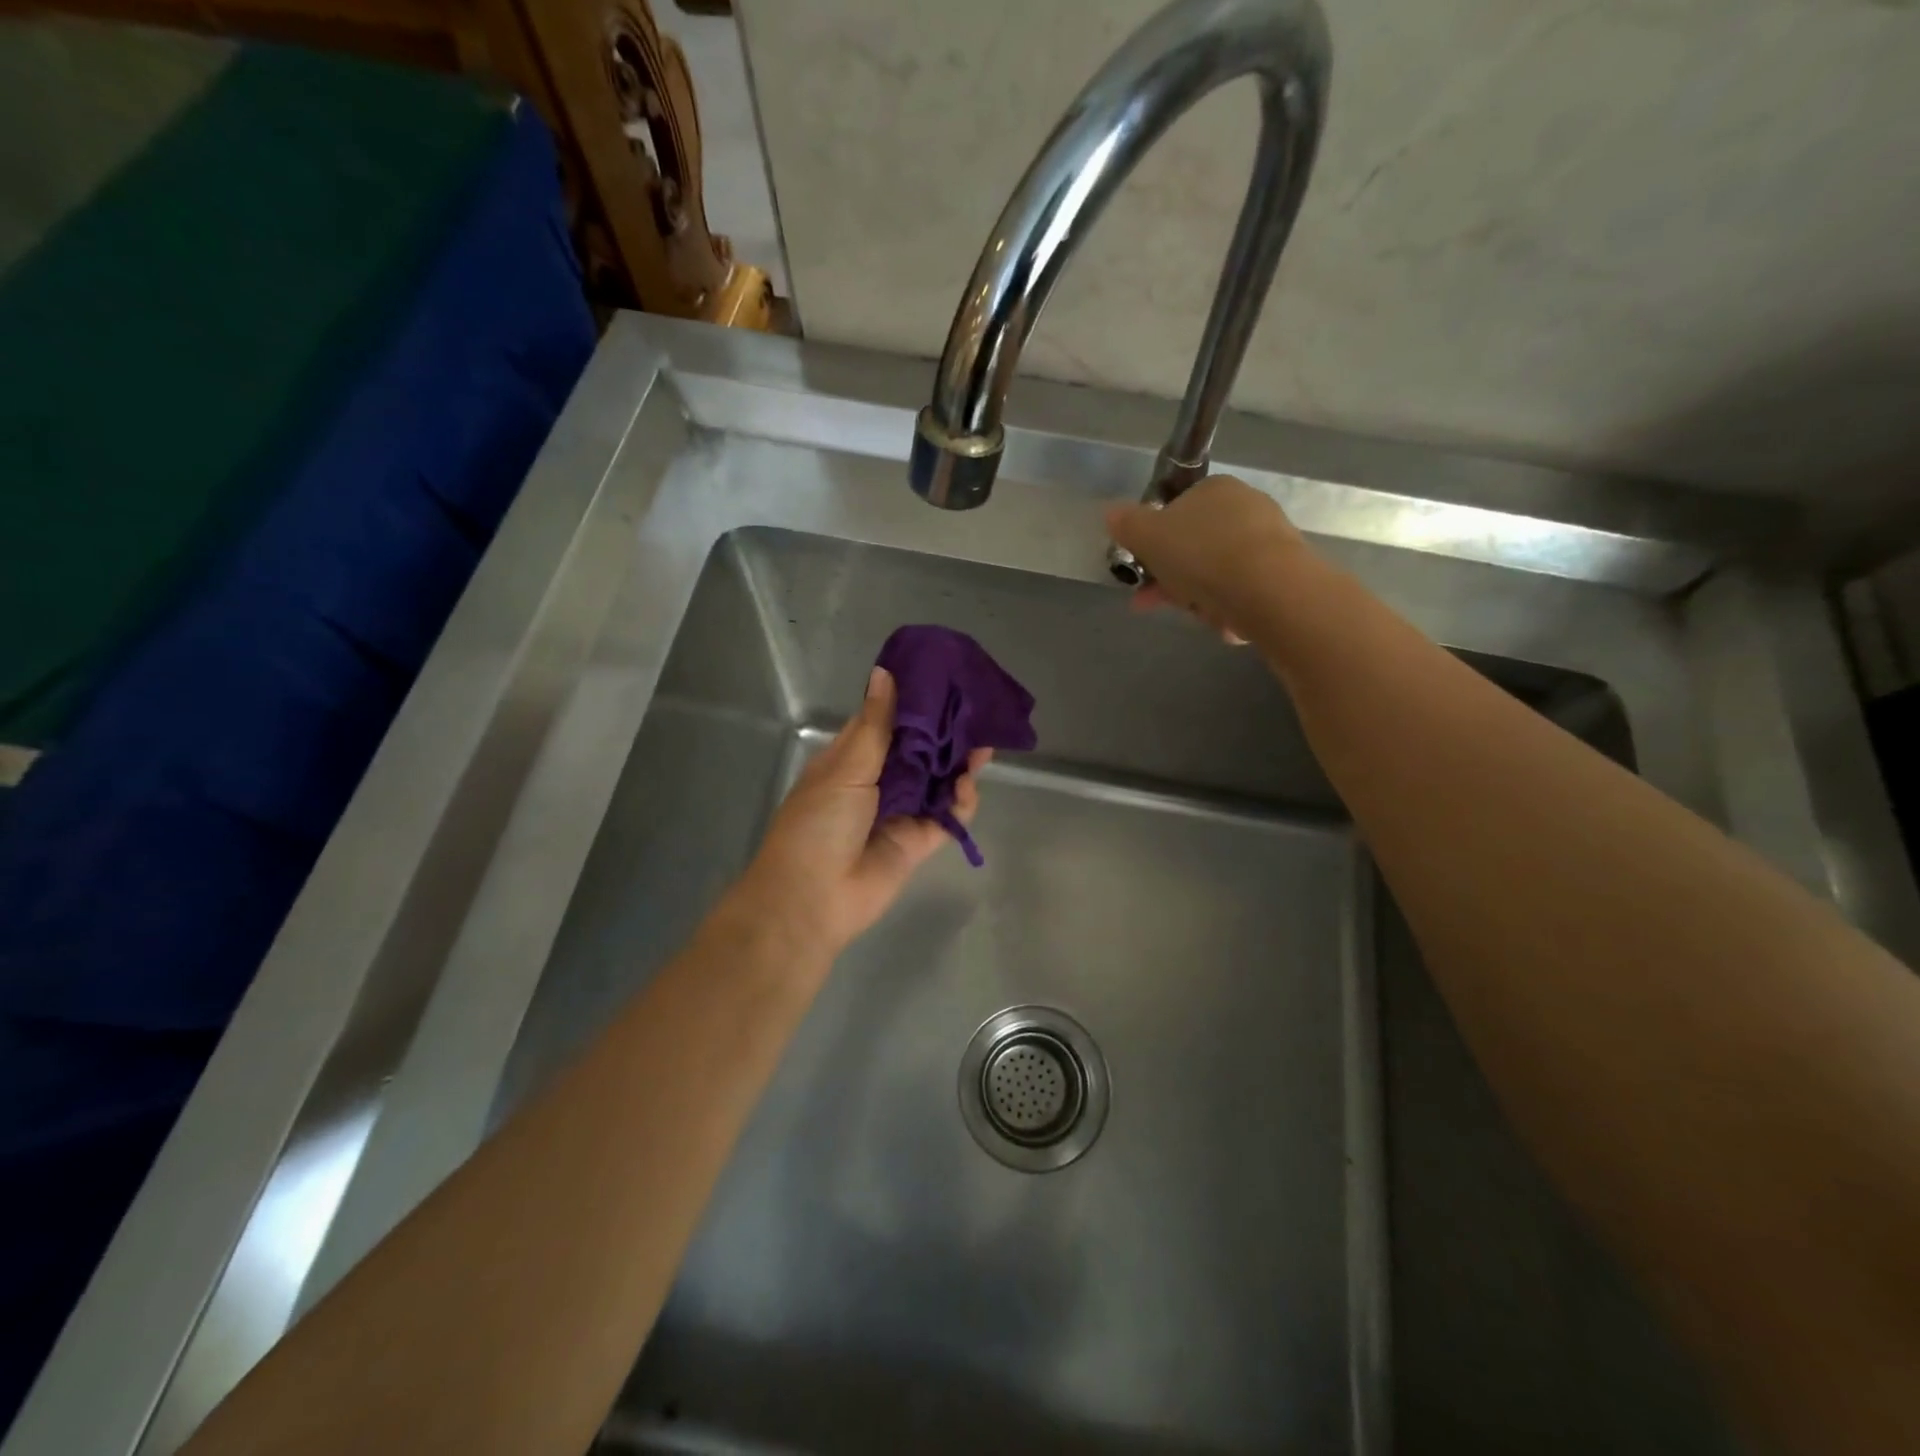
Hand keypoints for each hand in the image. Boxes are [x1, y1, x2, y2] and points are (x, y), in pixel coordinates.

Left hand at [731, 665, 987, 959]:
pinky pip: (948, 815)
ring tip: (985, 742)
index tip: (945, 678)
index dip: (915, 701)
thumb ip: (876, 724)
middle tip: (977, 709)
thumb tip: (884, 672)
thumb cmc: (819, 822)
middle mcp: (878, 781)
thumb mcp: (845, 766)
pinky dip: (962, 800)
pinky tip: (967, 784)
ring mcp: (901, 811)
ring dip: (960, 763)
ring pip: (939, 780)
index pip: (888, 721)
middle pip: (920, 750)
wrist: (812, 898)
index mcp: (852, 758)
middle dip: (946, 731)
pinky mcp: (920, 841)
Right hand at [1106, 475, 1308, 640]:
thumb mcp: (1148, 536)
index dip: (1154, 545)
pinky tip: (1226, 623)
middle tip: (1156, 603)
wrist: (1270, 590)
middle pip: (1196, 547)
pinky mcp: (1286, 573)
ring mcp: (1270, 540)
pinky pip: (1244, 592)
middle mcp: (1247, 507)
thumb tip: (1111, 512)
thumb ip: (1127, 524)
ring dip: (1200, 597)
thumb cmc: (1202, 554)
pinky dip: (1229, 608)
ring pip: (1218, 573)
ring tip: (1198, 616)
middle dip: (1173, 578)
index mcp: (1214, 489)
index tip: (1142, 573)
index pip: (1176, 513)